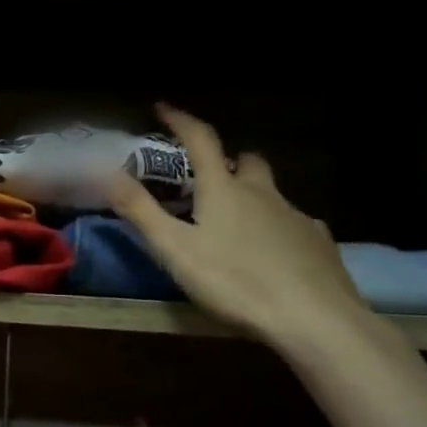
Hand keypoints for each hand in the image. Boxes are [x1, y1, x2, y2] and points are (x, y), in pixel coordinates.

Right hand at [108, 103, 363, 345]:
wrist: (314, 318)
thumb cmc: (235, 281)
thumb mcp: (175, 250)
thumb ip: (140, 211)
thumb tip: (106, 172)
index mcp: (223, 190)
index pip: (200, 140)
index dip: (180, 120)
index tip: (162, 108)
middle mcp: (262, 193)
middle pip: (246, 161)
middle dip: (226, 161)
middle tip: (207, 179)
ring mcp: (296, 216)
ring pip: (271, 192)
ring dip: (252, 195)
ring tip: (235, 223)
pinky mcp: (319, 243)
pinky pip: (295, 222)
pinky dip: (278, 226)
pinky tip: (272, 252)